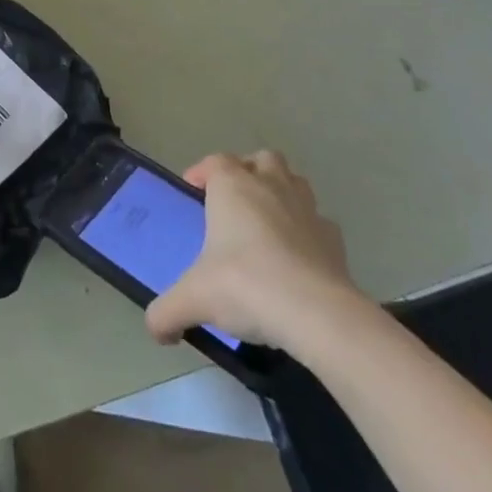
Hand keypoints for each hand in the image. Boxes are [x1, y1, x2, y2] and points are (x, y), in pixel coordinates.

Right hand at [144, 152, 373, 360]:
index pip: (216, 161)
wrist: (317, 314)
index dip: (202, 171)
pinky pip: (318, 223)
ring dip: (280, 194)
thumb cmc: (245, 286)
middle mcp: (271, 187)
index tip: (193, 191)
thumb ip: (166, 312)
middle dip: (248, 172)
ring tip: (266, 225)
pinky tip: (296, 259)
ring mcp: (308, 210)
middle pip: (262, 160)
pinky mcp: (335, 240)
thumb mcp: (193, 300)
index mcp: (233, 187)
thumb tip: (156, 331)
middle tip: (233, 203)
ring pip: (295, 182)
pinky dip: (307, 232)